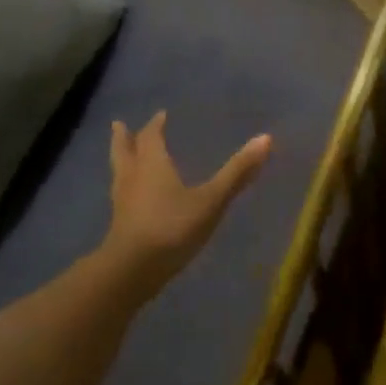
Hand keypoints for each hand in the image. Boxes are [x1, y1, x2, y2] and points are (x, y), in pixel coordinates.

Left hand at [103, 112, 271, 296]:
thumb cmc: (173, 227)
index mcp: (152, 164)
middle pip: (124, 151)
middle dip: (124, 138)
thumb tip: (266, 138)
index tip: (160, 114)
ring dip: (120, 159)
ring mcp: (122, 202)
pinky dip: (124, 186)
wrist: (133, 270)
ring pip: (119, 172)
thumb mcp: (211, 199)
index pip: (151, 137)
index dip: (155, 125)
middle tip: (119, 125)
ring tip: (120, 154)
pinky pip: (120, 195)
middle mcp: (133, 177)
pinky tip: (129, 196)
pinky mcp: (119, 225)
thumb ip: (237, 172)